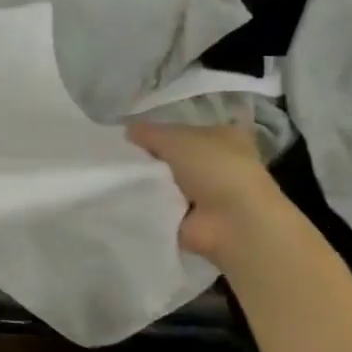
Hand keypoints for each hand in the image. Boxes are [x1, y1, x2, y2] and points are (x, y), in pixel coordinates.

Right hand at [127, 120, 292, 264]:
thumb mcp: (174, 138)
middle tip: (118, 156)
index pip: (185, 129)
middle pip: (173, 156)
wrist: (233, 222)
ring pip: (165, 180)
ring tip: (118, 176)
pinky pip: (161, 205)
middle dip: (149, 157)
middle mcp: (217, 162)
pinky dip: (147, 204)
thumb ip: (148, 132)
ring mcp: (206, 193)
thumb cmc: (213, 168)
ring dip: (146, 181)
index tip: (130, 136)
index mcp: (222, 136)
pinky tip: (126, 197)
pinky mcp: (193, 218)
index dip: (159, 131)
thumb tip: (128, 130)